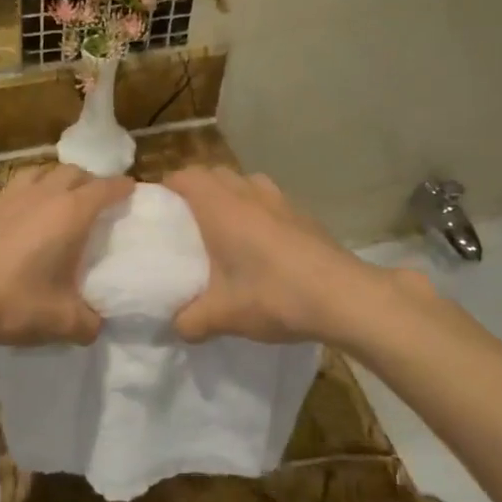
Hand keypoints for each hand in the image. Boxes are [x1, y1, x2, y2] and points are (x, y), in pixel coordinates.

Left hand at [0, 165, 133, 349]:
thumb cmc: (13, 304)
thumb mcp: (62, 322)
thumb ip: (89, 323)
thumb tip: (95, 324)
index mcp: (69, 214)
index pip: (105, 188)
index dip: (122, 187)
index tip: (131, 190)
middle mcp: (40, 196)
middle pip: (71, 171)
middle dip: (88, 180)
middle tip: (94, 199)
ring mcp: (4, 198)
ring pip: (35, 173)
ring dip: (51, 181)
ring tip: (54, 200)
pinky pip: (4, 195)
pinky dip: (16, 201)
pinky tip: (11, 221)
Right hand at [167, 167, 423, 345]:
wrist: (344, 297)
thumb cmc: (273, 295)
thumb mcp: (222, 316)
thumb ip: (189, 321)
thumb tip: (176, 327)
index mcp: (220, 206)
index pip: (184, 176)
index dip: (167, 188)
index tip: (158, 211)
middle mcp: (247, 192)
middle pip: (213, 174)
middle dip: (196, 191)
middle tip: (186, 224)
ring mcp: (279, 199)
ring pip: (244, 183)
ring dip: (230, 197)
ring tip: (225, 230)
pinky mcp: (303, 214)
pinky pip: (269, 200)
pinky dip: (257, 211)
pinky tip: (262, 246)